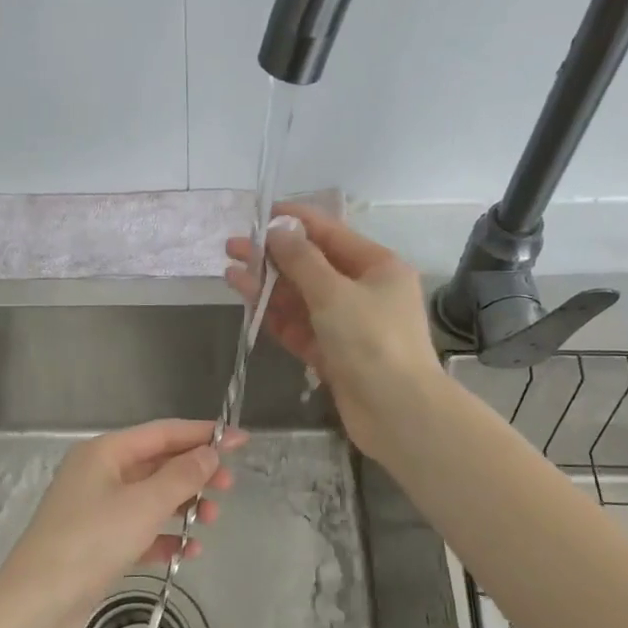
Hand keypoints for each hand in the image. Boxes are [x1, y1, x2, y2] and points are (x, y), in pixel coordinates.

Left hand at [0, 420, 243, 627]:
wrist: (37, 607)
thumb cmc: (91, 543)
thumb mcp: (143, 505)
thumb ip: (181, 477)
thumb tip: (210, 453)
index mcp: (104, 453)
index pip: (162, 433)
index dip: (203, 435)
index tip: (241, 441)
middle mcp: (99, 475)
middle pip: (157, 464)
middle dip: (195, 474)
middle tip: (229, 487)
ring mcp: (96, 511)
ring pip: (151, 499)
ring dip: (183, 506)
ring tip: (211, 521)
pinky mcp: (98, 546)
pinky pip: (140, 532)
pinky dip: (164, 538)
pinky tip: (187, 553)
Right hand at [225, 204, 443, 457]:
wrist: (397, 412)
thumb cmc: (372, 341)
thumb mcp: (334, 293)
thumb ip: (301, 260)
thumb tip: (277, 231)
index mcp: (377, 266)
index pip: (330, 233)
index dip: (294, 221)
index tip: (259, 215)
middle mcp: (364, 291)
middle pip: (312, 266)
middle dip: (273, 256)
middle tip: (233, 247)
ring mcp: (347, 324)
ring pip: (301, 298)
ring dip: (268, 286)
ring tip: (230, 274)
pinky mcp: (332, 353)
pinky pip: (300, 327)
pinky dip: (275, 316)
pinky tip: (248, 304)